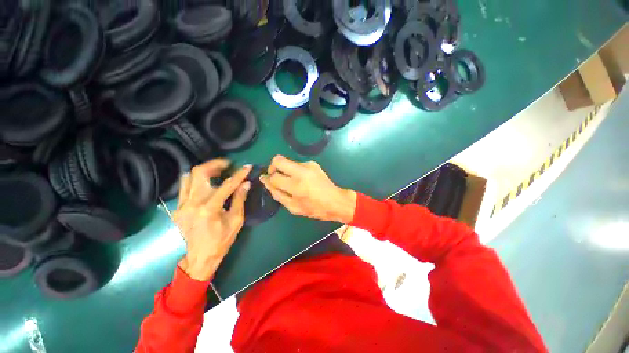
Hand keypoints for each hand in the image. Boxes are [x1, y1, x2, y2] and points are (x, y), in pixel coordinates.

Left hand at [174, 159, 251, 280]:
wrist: (200, 257)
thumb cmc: (222, 240)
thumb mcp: (236, 220)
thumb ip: (240, 199)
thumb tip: (246, 183)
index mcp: (209, 208)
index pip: (226, 185)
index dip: (239, 174)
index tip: (247, 167)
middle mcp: (192, 204)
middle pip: (199, 173)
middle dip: (215, 164)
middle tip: (227, 165)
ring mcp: (181, 206)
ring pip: (188, 177)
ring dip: (204, 172)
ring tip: (216, 172)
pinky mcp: (177, 209)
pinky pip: (185, 188)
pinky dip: (196, 182)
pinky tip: (206, 186)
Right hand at [260, 155, 355, 223]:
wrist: (335, 200)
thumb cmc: (314, 208)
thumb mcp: (293, 207)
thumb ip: (277, 194)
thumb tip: (266, 182)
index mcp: (296, 185)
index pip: (274, 176)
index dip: (267, 178)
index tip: (266, 180)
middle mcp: (301, 171)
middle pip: (278, 160)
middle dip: (272, 167)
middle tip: (275, 177)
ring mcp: (308, 165)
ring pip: (288, 162)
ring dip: (285, 170)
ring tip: (291, 182)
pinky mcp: (313, 163)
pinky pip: (297, 164)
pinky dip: (294, 171)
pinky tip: (301, 180)